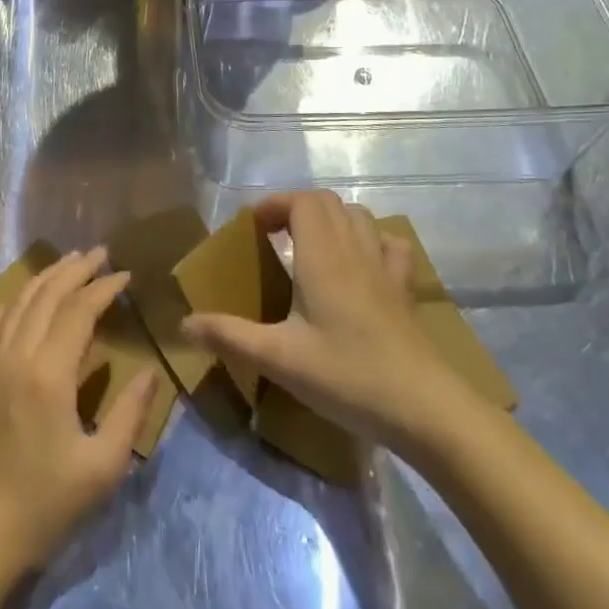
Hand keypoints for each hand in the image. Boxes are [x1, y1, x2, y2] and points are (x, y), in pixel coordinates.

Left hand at [0, 246, 159, 577]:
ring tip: (69, 262)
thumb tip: (149, 372)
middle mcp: (16, 357)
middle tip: (100, 253)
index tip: (126, 276)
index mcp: (49, 374)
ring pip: (19, 302)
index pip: (79, 310)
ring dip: (46, 277)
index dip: (104, 288)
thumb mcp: (102, 467)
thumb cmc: (45, 505)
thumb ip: (129, 413)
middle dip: (76, 269)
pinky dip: (16, 299)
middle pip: (47, 295)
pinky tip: (26, 297)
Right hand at [182, 192, 469, 448]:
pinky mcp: (405, 291)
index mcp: (322, 256)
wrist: (424, 408)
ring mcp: (385, 268)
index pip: (303, 200)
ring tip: (309, 248)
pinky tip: (360, 266)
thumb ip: (229, 336)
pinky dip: (370, 241)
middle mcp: (354, 250)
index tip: (253, 228)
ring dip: (331, 220)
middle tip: (273, 237)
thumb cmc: (347, 376)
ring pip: (359, 217)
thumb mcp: (279, 359)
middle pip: (328, 202)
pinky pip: (390, 245)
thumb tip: (184, 324)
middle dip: (297, 208)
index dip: (276, 203)